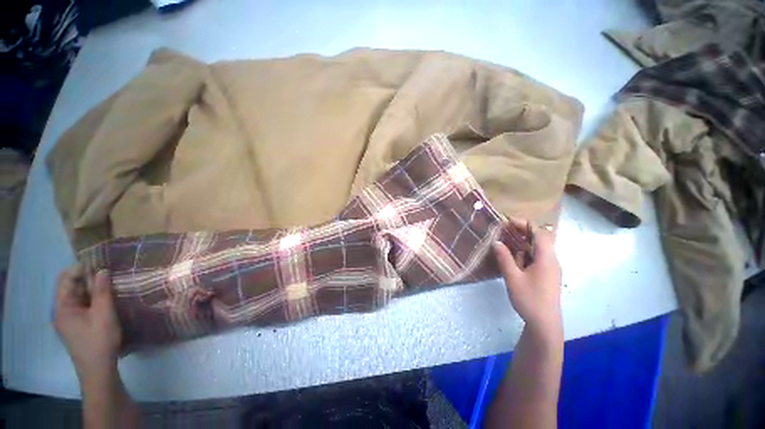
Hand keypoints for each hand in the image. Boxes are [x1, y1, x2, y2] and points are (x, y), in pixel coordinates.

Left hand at [54, 265, 121, 380]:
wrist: (98, 369)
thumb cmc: (100, 340)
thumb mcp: (104, 314)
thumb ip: (102, 291)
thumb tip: (102, 270)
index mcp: (62, 307)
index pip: (66, 278)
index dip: (81, 269)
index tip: (101, 265)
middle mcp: (61, 310)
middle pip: (71, 287)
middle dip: (88, 279)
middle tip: (110, 275)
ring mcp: (68, 319)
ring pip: (78, 296)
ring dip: (92, 289)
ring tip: (111, 286)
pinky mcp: (76, 325)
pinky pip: (82, 305)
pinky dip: (93, 299)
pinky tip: (106, 300)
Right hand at [493, 222, 562, 340]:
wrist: (544, 324)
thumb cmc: (529, 299)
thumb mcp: (513, 278)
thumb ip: (504, 258)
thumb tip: (496, 242)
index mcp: (546, 259)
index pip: (539, 234)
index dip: (525, 224)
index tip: (508, 221)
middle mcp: (551, 261)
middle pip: (540, 239)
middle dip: (523, 232)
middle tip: (505, 230)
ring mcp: (550, 269)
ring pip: (537, 249)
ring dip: (523, 243)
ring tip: (505, 242)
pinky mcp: (546, 275)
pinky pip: (536, 258)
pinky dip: (524, 253)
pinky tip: (513, 258)